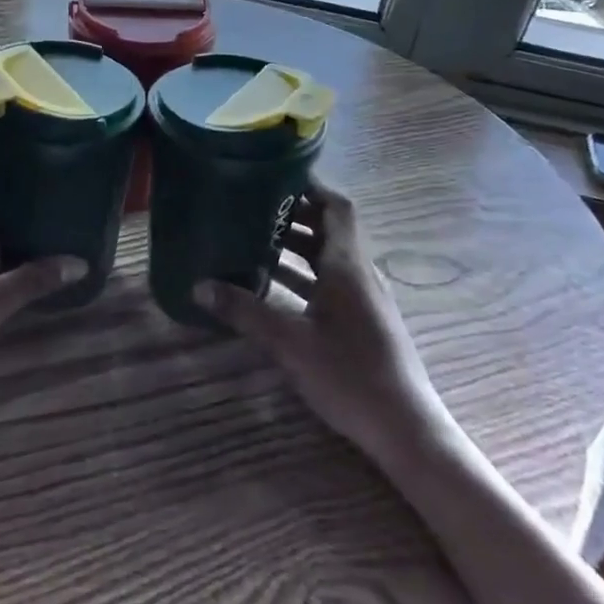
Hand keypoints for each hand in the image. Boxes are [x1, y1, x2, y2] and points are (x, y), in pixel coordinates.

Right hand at [195, 176, 458, 468]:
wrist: (406, 430)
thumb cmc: (349, 375)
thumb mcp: (289, 342)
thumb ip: (244, 311)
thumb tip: (198, 285)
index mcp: (347, 266)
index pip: (337, 207)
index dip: (311, 186)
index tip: (276, 173)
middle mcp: (359, 273)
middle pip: (330, 228)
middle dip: (294, 213)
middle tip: (252, 205)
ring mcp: (364, 298)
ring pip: (329, 256)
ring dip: (296, 245)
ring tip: (254, 239)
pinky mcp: (363, 320)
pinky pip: (330, 281)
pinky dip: (303, 274)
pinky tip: (273, 287)